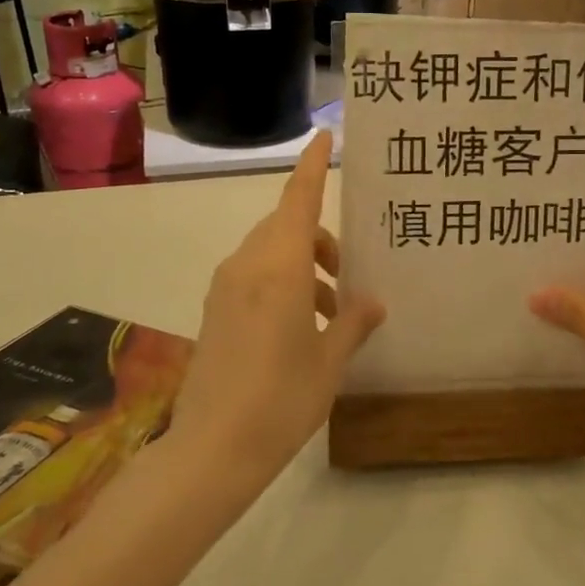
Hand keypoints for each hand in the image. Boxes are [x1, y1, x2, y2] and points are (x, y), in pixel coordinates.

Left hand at [169, 132, 383, 481]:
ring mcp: (225, 289)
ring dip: (303, 264)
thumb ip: (353, 322)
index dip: (313, 166)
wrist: (212, 449)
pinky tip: (301, 325)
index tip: (324, 136)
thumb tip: (372, 302)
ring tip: (333, 310)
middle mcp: (247, 267)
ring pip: (270, 252)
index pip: (299, 200)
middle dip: (320, 237)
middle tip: (348, 272)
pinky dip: (282, 282)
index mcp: (280, 269)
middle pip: (286, 226)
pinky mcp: (215, 311)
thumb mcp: (330, 361)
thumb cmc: (282, 400)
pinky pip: (253, 276)